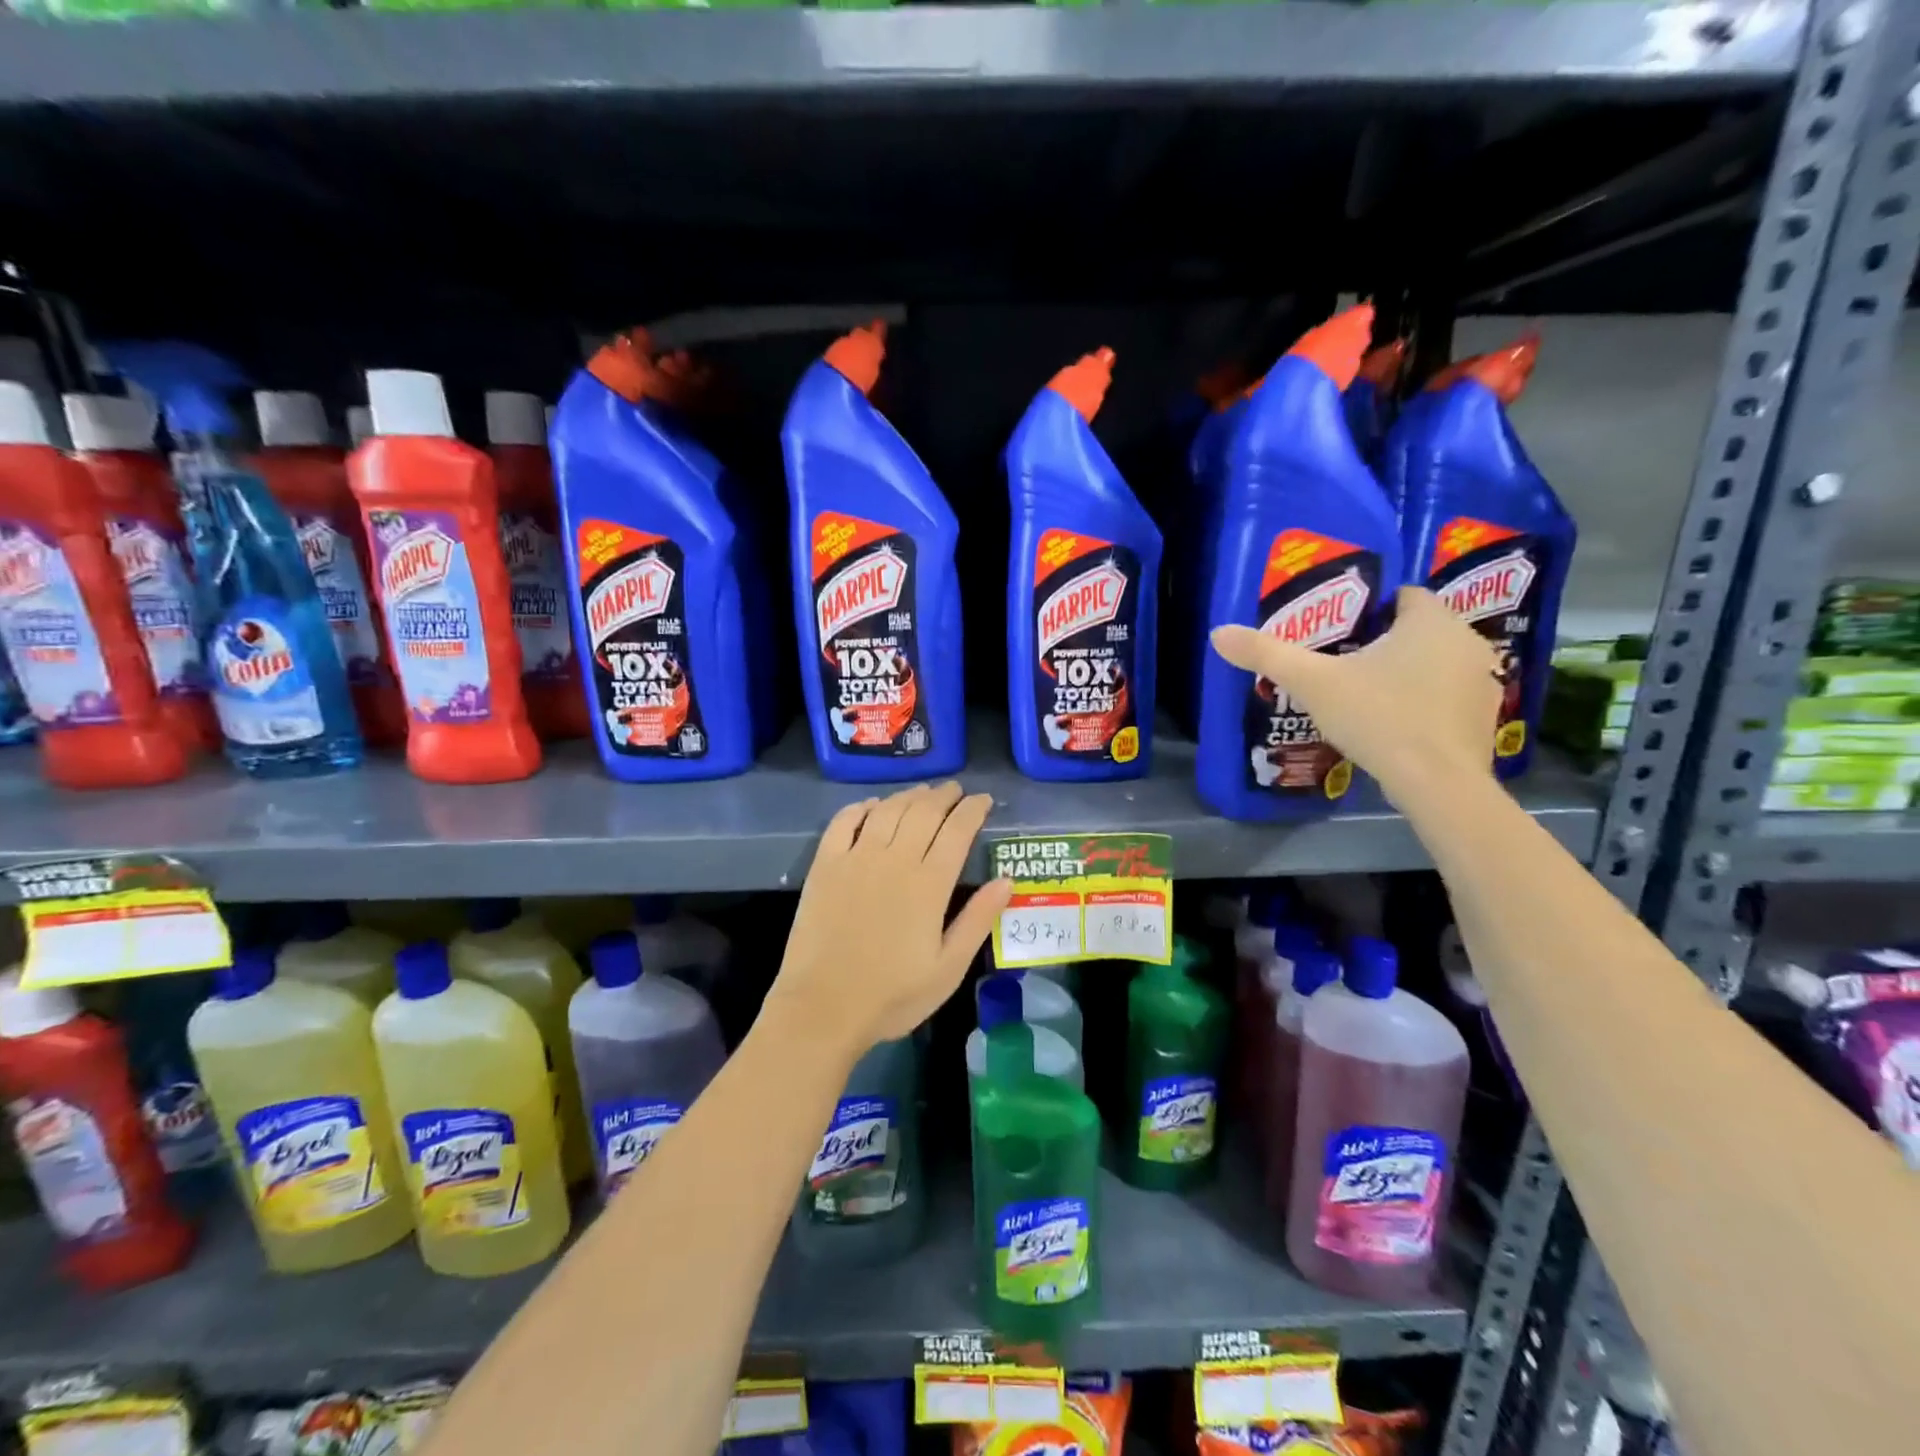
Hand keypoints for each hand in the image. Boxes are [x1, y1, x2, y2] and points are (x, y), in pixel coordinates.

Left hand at [766, 782, 1012, 1059]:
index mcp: (929, 884)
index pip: (957, 830)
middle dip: (944, 796)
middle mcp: (894, 859)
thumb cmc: (892, 995)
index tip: (983, 800)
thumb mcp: (948, 968)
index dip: (973, 809)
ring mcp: (856, 858)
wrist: (822, 1008)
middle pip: (924, 812)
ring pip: (888, 810)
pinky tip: (872, 805)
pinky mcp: (825, 865)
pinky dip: (861, 807)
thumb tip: (1007, 880)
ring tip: (923, 792)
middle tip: (956, 790)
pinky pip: (844, 821)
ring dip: (909, 796)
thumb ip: (978, 920)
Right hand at [1210, 586, 1500, 805]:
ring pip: (1436, 663)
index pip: (1404, 595)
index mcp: (1431, 622)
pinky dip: (1425, 703)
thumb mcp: (1314, 684)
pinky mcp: (1484, 719)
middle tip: (1343, 663)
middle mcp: (1466, 642)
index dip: (1371, 608)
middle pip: (1419, 630)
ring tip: (1366, 695)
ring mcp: (1483, 682)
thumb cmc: (1379, 717)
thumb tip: (1218, 632)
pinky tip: (1395, 724)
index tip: (1340, 630)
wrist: (1437, 784)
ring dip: (1408, 672)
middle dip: (1385, 642)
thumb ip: (1268, 655)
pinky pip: (1447, 697)